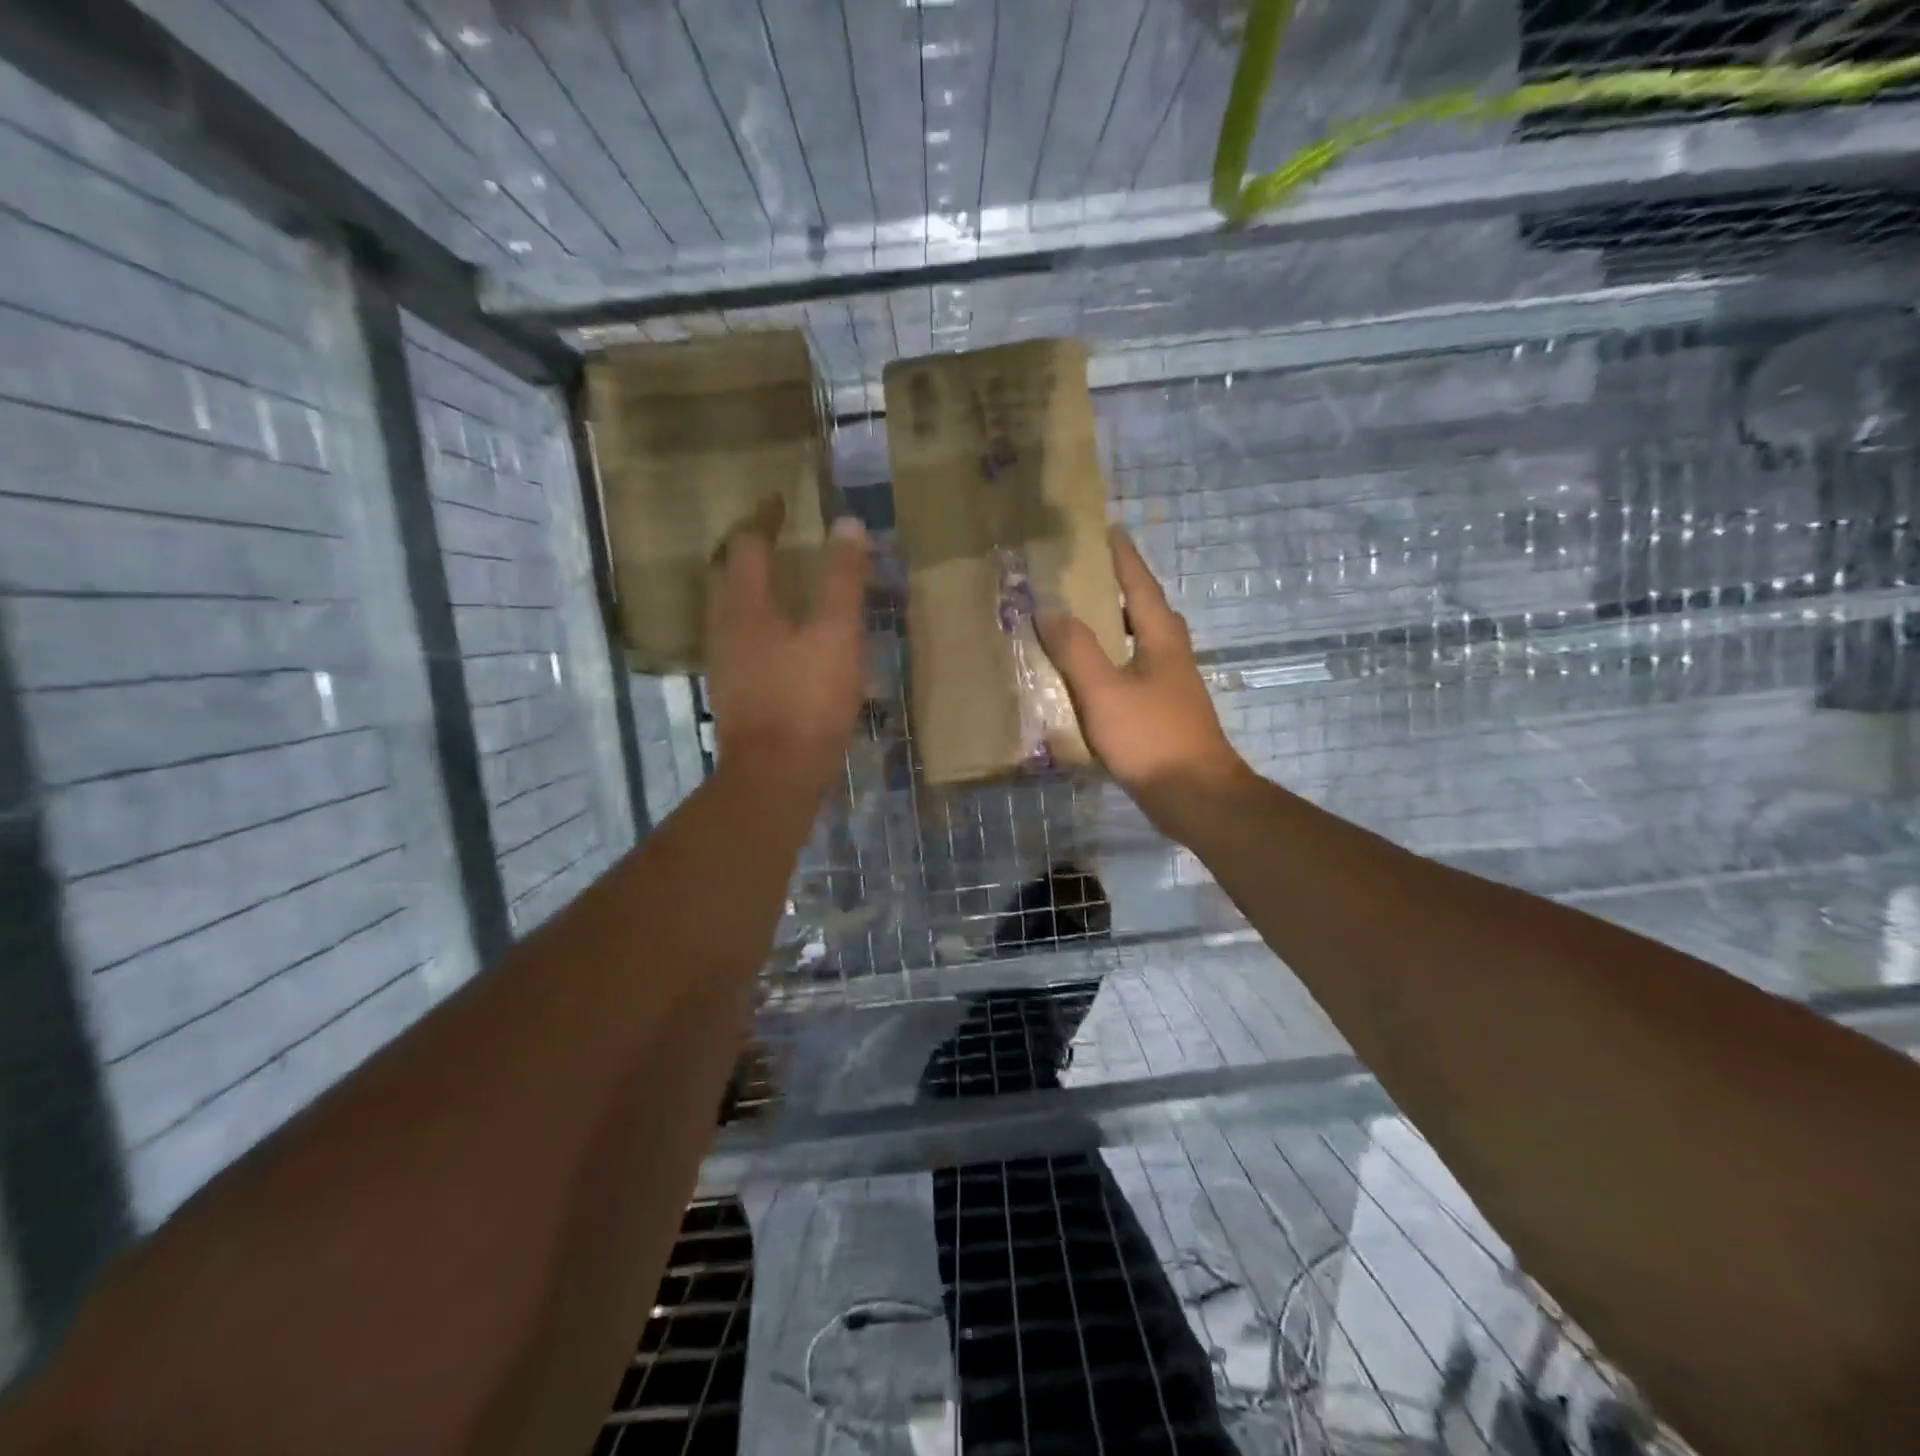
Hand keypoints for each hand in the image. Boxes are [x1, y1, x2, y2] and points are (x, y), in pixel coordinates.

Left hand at [706, 497, 870, 791]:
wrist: (776, 777)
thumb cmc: (806, 700)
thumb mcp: (836, 635)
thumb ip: (842, 580)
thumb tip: (847, 524)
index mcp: (745, 607)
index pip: (747, 545)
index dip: (764, 519)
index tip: (779, 502)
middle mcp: (725, 629)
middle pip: (729, 577)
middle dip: (750, 553)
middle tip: (776, 539)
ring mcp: (726, 665)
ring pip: (734, 613)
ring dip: (753, 591)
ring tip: (783, 585)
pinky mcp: (736, 694)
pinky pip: (744, 644)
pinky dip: (761, 627)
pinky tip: (784, 643)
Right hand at [1038, 528, 1248, 825]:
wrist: (1195, 795)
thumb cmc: (1150, 737)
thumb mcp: (1104, 690)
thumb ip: (1075, 648)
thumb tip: (1048, 608)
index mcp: (1161, 637)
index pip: (1138, 583)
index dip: (1121, 556)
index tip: (1105, 529)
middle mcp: (1171, 652)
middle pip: (1143, 608)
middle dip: (1116, 587)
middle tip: (1082, 573)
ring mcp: (1170, 682)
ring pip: (1139, 640)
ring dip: (1112, 624)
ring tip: (1078, 617)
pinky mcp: (1163, 709)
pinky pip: (1133, 669)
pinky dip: (1111, 658)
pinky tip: (1089, 673)